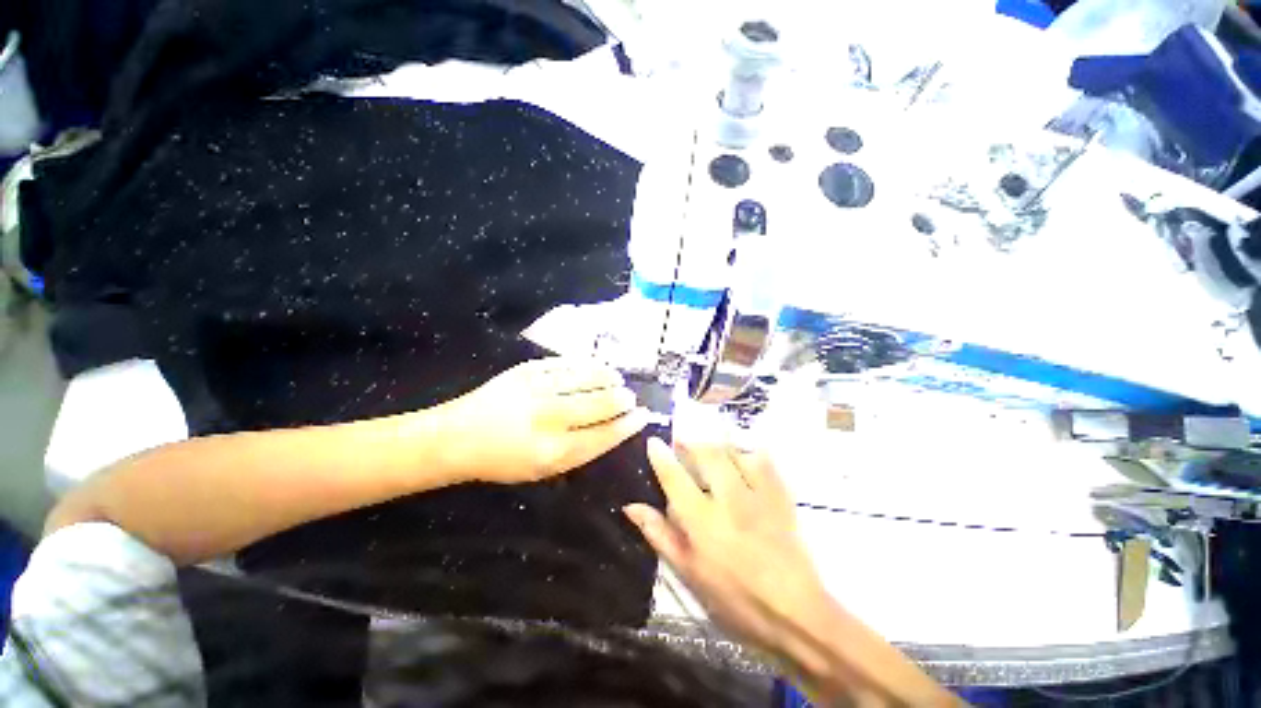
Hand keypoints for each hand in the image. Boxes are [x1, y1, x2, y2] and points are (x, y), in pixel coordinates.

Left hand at [438, 358, 649, 483]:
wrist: (458, 436)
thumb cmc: (502, 461)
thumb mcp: (542, 471)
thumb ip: (579, 451)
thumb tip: (611, 429)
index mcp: (554, 451)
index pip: (604, 434)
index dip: (628, 425)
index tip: (643, 416)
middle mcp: (550, 418)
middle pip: (600, 404)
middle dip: (622, 399)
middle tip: (630, 397)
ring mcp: (539, 389)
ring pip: (587, 378)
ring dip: (608, 378)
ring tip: (618, 378)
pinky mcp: (528, 370)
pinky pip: (566, 364)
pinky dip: (585, 365)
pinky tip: (595, 366)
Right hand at [624, 439, 828, 650]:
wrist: (797, 614)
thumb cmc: (736, 600)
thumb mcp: (690, 573)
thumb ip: (660, 534)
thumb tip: (631, 506)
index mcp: (703, 521)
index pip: (675, 477)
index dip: (661, 455)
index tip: (653, 441)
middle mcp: (729, 499)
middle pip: (706, 454)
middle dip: (690, 442)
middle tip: (680, 442)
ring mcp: (758, 494)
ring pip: (733, 452)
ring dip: (716, 445)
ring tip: (707, 448)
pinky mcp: (780, 496)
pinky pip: (763, 460)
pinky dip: (748, 452)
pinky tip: (742, 456)